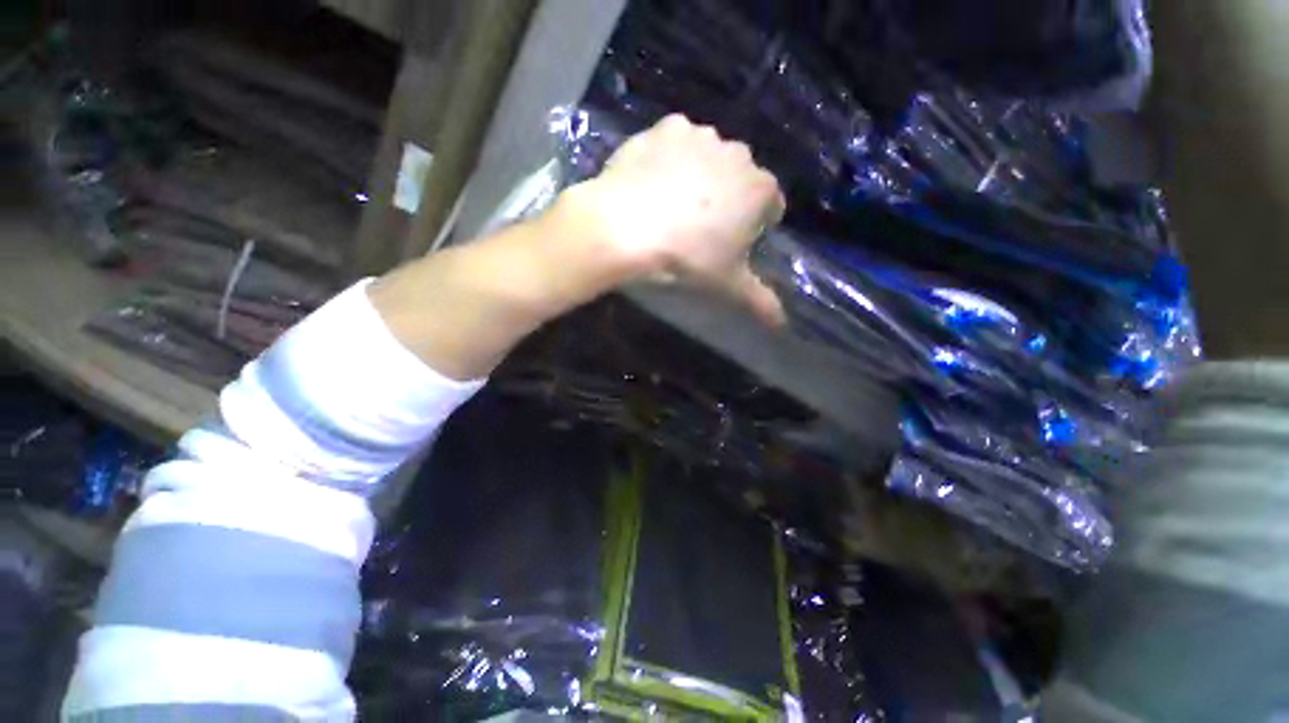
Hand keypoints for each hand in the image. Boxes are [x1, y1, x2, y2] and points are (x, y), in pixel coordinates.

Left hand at [551, 114, 787, 325]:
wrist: (626, 228)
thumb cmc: (686, 259)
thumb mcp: (726, 285)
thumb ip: (760, 301)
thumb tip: (782, 323)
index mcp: (759, 190)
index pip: (771, 205)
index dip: (756, 225)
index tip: (735, 242)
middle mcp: (737, 153)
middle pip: (740, 179)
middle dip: (729, 199)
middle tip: (701, 227)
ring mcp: (699, 136)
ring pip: (708, 157)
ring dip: (699, 176)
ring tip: (673, 205)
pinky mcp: (664, 129)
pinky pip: (674, 143)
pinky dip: (668, 159)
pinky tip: (652, 183)